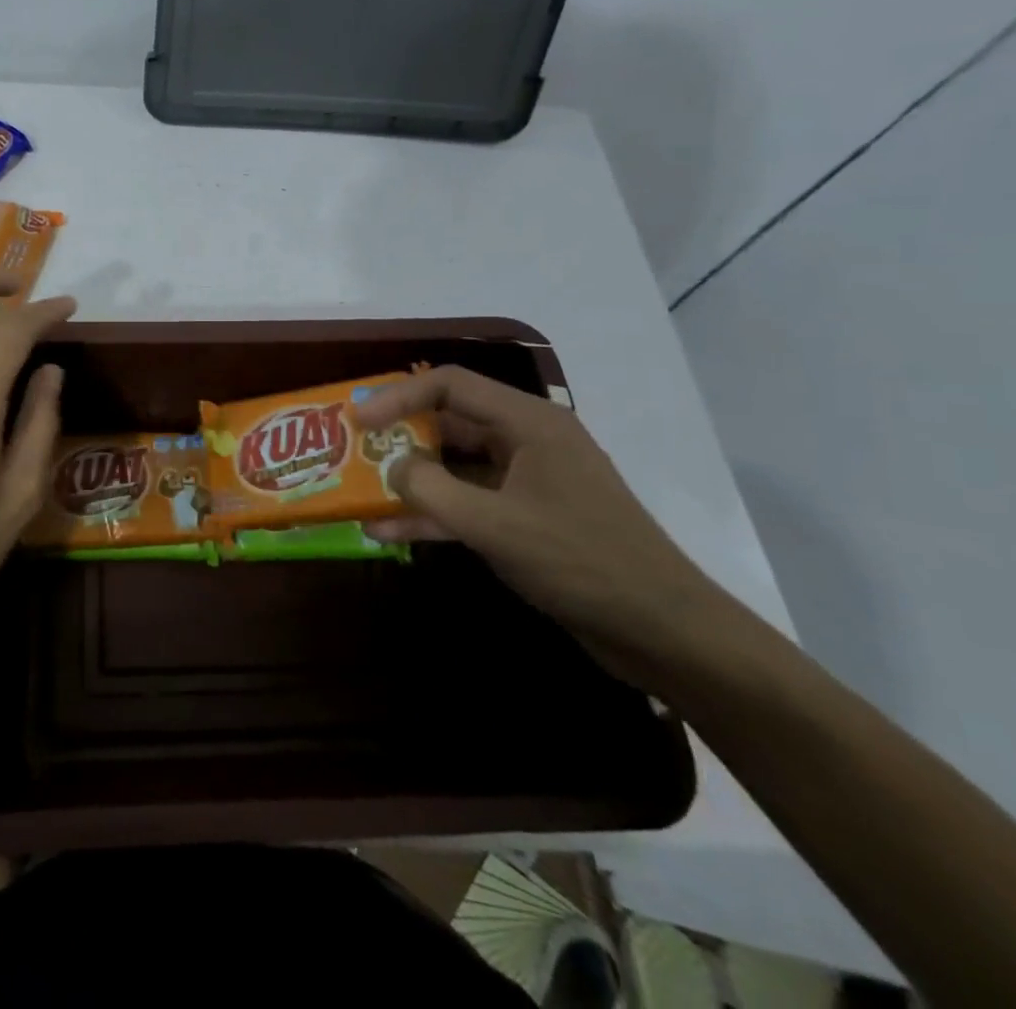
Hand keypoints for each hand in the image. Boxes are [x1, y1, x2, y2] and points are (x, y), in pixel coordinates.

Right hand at [355, 367, 737, 691]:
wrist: (662, 631)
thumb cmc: (580, 561)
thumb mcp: (494, 524)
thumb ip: (431, 490)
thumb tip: (392, 467)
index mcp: (528, 423)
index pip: (450, 385)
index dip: (397, 396)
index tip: (357, 419)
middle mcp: (526, 441)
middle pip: (449, 422)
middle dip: (399, 438)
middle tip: (352, 452)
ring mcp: (527, 482)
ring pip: (455, 467)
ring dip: (411, 481)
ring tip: (360, 494)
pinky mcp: (527, 519)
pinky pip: (469, 504)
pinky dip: (434, 514)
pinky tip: (389, 532)